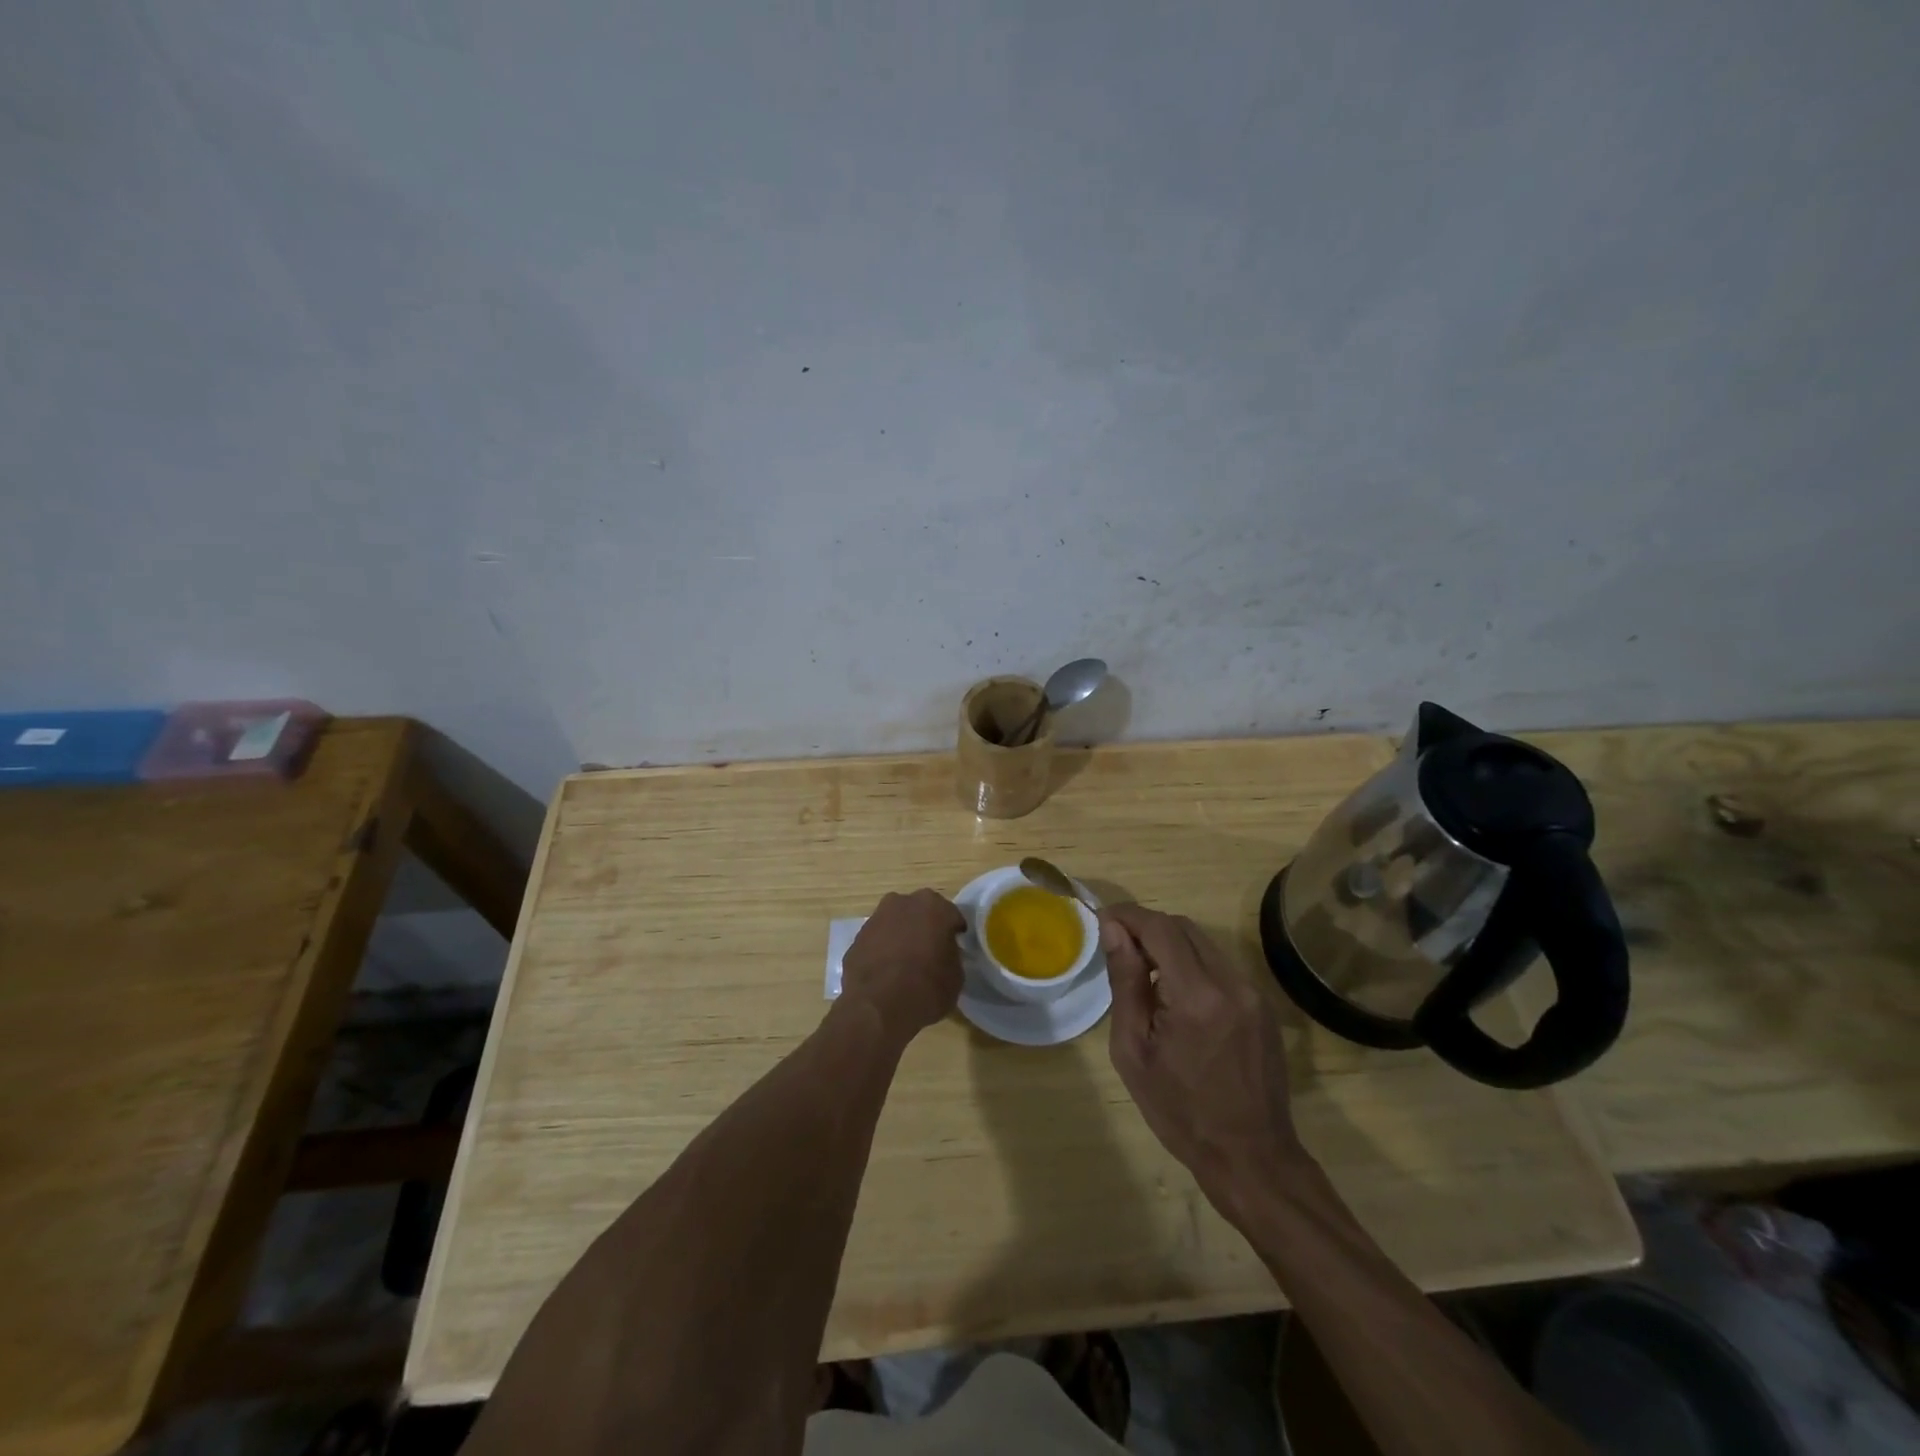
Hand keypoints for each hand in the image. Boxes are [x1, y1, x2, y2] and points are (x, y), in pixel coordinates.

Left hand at [841, 889, 965, 1045]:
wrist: (877, 1007)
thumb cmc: (926, 989)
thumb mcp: (956, 977)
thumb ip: (952, 955)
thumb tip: (944, 954)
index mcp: (934, 906)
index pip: (951, 915)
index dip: (954, 932)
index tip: (955, 948)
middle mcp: (903, 903)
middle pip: (920, 912)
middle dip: (925, 927)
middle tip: (930, 951)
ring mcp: (876, 918)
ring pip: (895, 923)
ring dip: (901, 936)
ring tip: (906, 964)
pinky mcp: (857, 937)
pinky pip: (877, 940)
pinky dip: (882, 950)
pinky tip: (886, 972)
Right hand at [1101, 904, 1307, 1211]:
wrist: (1250, 1157)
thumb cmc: (1180, 1111)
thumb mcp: (1134, 1051)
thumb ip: (1125, 983)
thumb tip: (1113, 931)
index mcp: (1196, 996)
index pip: (1160, 928)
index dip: (1128, 916)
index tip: (1103, 920)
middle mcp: (1231, 983)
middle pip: (1183, 928)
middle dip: (1147, 927)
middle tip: (1118, 948)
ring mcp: (1252, 993)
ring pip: (1203, 943)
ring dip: (1170, 944)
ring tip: (1143, 973)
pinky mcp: (1262, 1005)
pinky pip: (1220, 965)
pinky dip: (1192, 964)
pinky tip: (1175, 995)